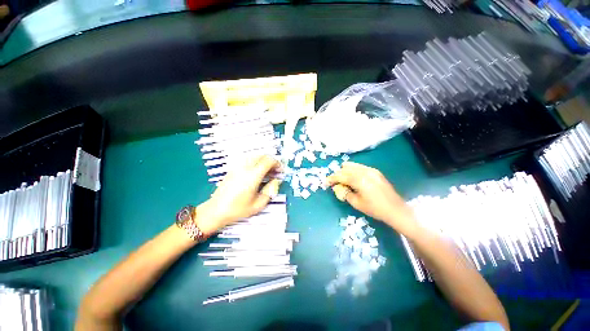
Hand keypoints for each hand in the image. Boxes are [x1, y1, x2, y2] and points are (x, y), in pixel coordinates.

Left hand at [195, 155, 281, 234]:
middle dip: (271, 161)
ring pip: (255, 156)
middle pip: (262, 155)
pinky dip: (256, 162)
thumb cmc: (238, 209)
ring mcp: (238, 166)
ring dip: (264, 161)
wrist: (216, 210)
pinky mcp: (233, 168)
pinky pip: (248, 159)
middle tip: (275, 171)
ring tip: (267, 171)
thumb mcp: (259, 204)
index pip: (268, 161)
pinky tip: (257, 172)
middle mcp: (245, 167)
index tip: (280, 170)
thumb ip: (271, 190)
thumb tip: (276, 180)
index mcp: (252, 176)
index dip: (277, 163)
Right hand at [327, 162, 417, 234]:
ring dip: (345, 171)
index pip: (341, 175)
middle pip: (346, 168)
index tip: (326, 182)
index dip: (332, 178)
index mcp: (359, 180)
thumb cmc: (375, 209)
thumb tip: (338, 187)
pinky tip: (353, 178)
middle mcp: (364, 171)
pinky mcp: (375, 171)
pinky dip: (353, 171)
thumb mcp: (356, 203)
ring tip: (343, 180)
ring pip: (352, 165)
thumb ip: (345, 193)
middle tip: (335, 183)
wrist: (396, 210)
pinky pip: (360, 167)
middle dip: (338, 174)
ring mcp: (371, 170)